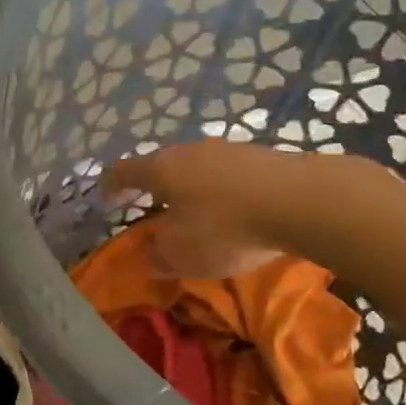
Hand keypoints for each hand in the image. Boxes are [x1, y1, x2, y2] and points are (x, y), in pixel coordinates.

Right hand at [103, 142, 296, 277]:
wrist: (300, 200)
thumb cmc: (226, 227)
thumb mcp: (183, 254)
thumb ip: (159, 255)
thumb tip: (152, 254)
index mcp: (160, 169)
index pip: (122, 171)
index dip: (110, 185)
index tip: (105, 199)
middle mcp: (188, 151)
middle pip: (161, 165)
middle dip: (153, 187)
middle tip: (152, 209)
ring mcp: (226, 149)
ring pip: (195, 167)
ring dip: (190, 188)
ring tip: (195, 211)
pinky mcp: (259, 155)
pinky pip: (226, 173)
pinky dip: (220, 190)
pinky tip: (233, 209)